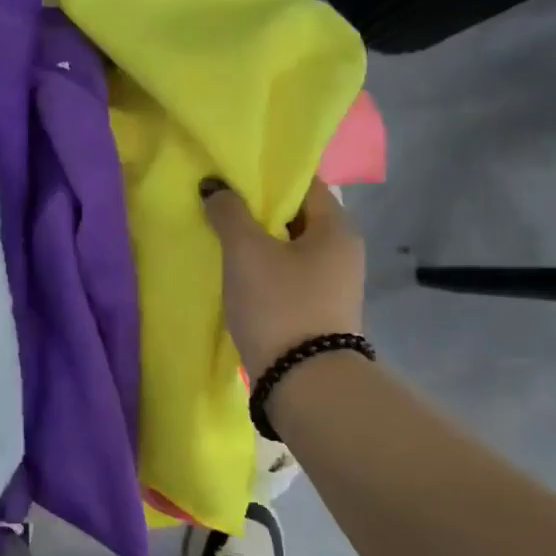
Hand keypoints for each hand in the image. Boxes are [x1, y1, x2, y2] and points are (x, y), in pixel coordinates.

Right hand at [201, 178, 364, 376]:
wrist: (303, 382)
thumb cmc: (279, 304)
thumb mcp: (246, 252)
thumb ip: (229, 212)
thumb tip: (214, 185)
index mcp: (336, 228)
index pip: (304, 183)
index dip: (268, 175)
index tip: (233, 173)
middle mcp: (342, 251)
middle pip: (295, 216)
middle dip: (257, 209)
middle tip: (218, 201)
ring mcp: (332, 284)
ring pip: (288, 247)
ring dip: (257, 240)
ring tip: (220, 234)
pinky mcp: (316, 310)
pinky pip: (286, 274)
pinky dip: (262, 267)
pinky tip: (235, 271)